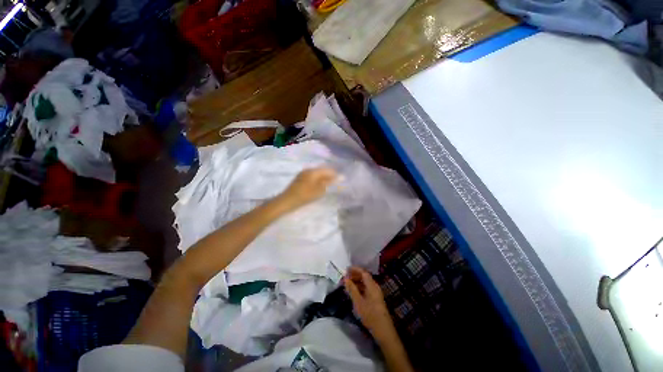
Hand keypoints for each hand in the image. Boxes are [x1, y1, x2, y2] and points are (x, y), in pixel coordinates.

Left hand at [279, 167, 336, 209]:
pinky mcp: (300, 178)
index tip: (340, 181)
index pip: (327, 170)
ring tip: (327, 186)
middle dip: (329, 176)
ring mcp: (303, 173)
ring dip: (323, 179)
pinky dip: (317, 181)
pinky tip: (318, 187)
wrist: (287, 201)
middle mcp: (308, 170)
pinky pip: (312, 177)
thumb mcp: (319, 190)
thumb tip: (339, 178)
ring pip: (317, 174)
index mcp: (313, 171)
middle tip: (334, 184)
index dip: (334, 175)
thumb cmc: (304, 195)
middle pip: (322, 170)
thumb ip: (329, 183)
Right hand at [344, 267, 395, 340]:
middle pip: (365, 277)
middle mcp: (375, 287)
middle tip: (345, 278)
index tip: (346, 269)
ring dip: (357, 282)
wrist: (383, 331)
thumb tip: (345, 279)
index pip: (363, 272)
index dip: (355, 269)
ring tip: (348, 285)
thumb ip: (352, 289)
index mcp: (372, 285)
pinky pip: (367, 289)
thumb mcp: (358, 302)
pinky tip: (354, 293)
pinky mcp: (376, 299)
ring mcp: (376, 293)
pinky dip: (360, 288)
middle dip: (355, 275)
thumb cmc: (370, 315)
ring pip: (365, 283)